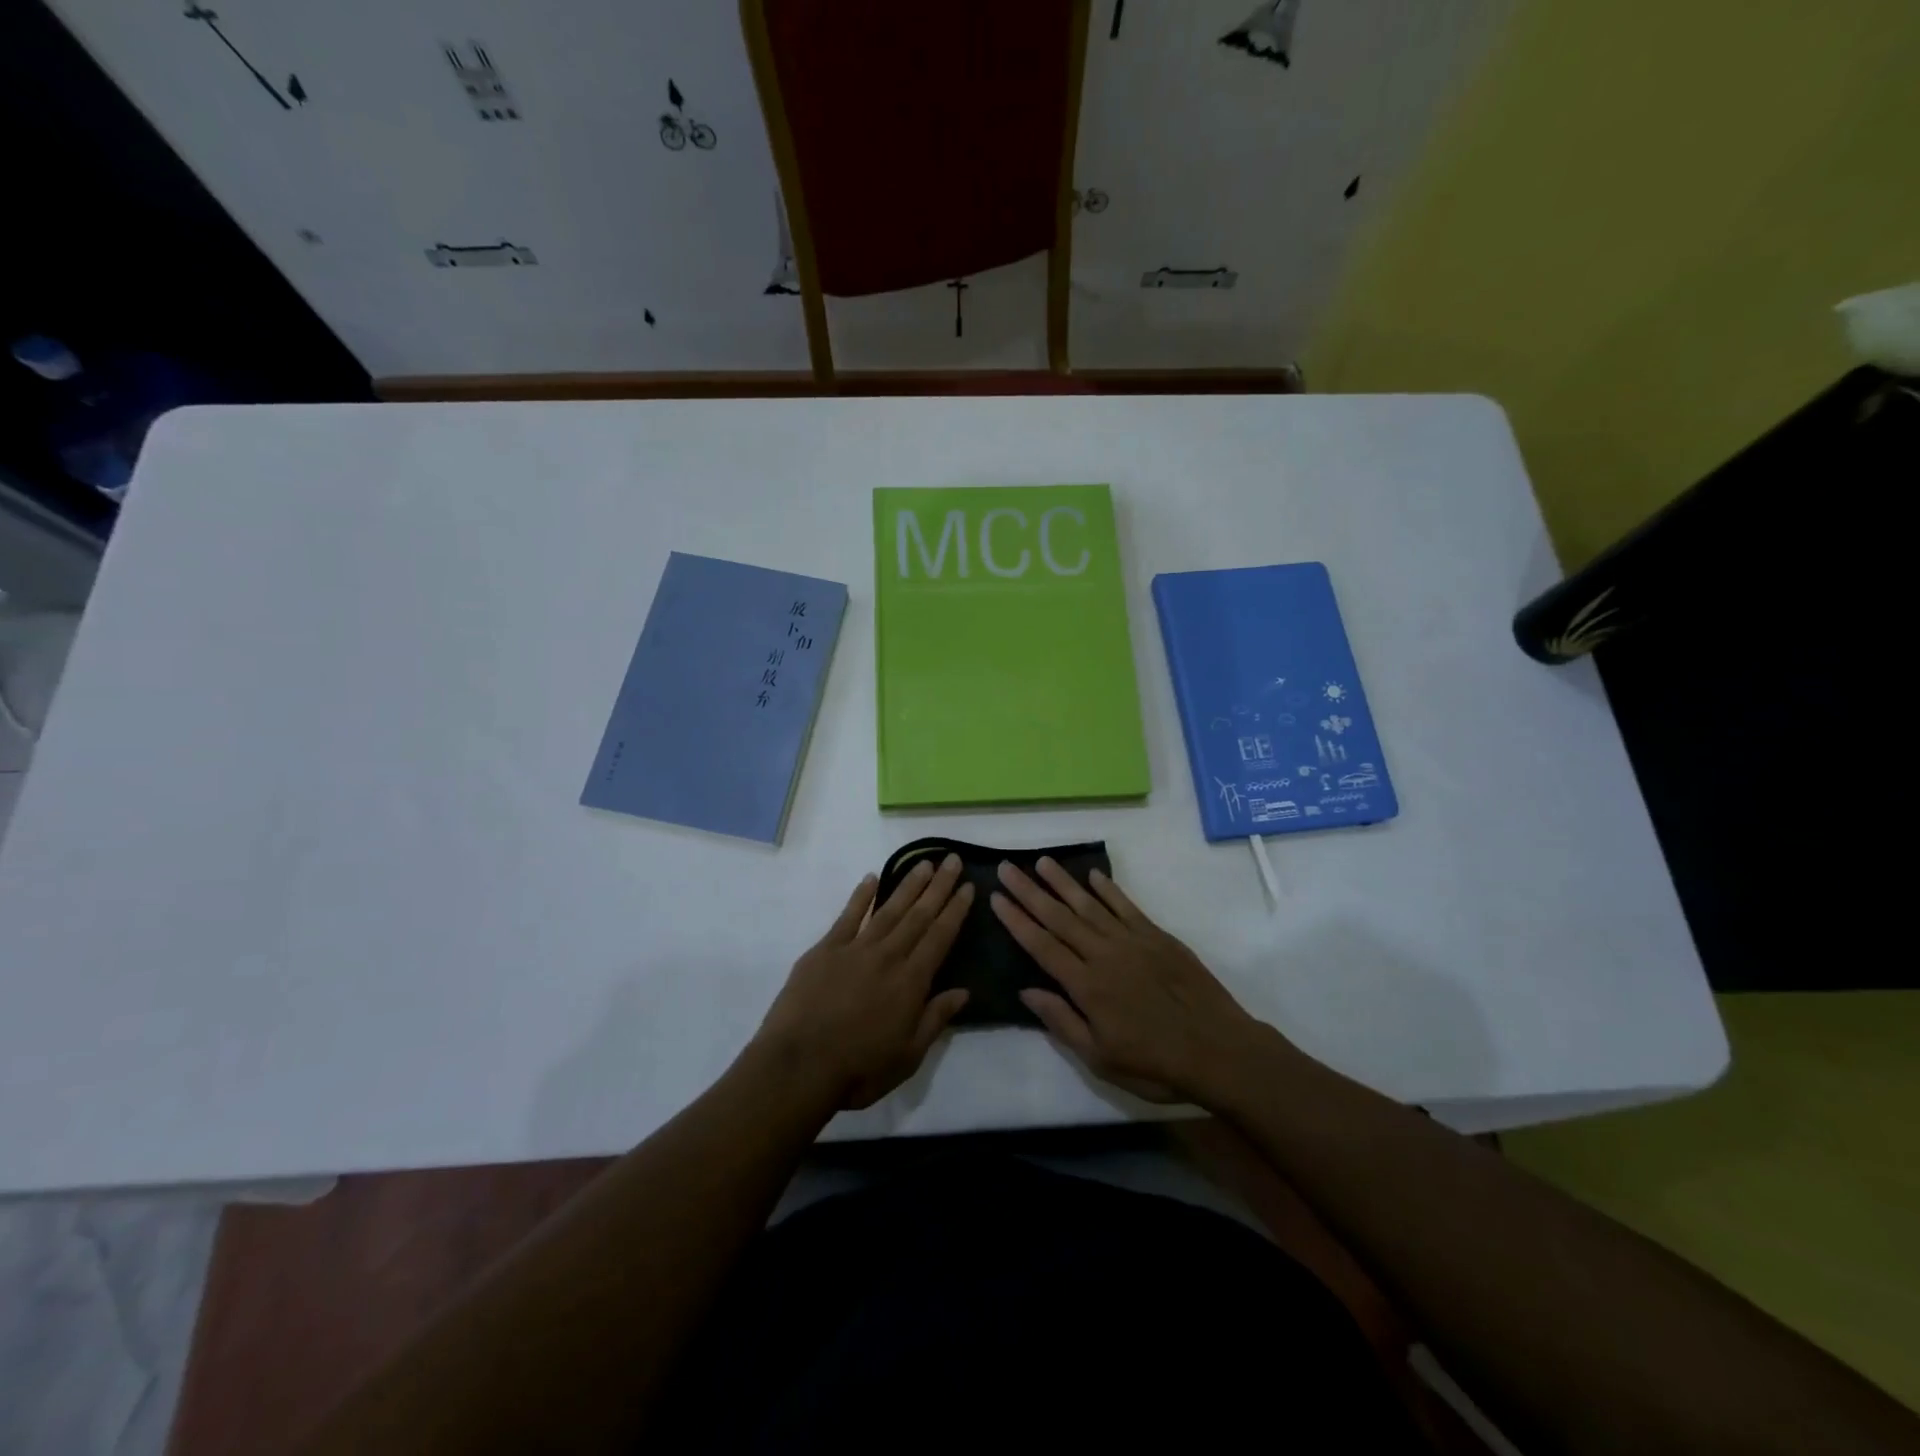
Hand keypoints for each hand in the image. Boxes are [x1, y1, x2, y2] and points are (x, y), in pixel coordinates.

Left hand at [756, 855, 972, 1109]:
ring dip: (908, 885)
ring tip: (924, 863)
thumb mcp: (908, 1056)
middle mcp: (888, 956)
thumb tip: (963, 991)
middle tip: (952, 860)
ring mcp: (855, 949)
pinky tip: (872, 878)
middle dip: (938, 887)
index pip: (940, 937)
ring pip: (888, 909)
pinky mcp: (825, 950)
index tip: (968, 886)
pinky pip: (848, 916)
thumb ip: (935, 1019)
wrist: (798, 1066)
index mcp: (911, 982)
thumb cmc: (858, 1069)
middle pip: (918, 915)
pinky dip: (862, 896)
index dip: (956, 910)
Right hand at [991, 859, 1265, 1103]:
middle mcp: (1105, 955)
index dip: (1017, 921)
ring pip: (1090, 905)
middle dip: (1030, 892)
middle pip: (1059, 917)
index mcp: (1087, 986)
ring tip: (1041, 861)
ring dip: (1063, 882)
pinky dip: (1108, 889)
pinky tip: (1093, 876)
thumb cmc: (1155, 1064)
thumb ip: (1062, 1022)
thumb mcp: (1100, 1059)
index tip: (996, 897)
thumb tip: (1026, 990)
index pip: (1042, 946)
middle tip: (1007, 868)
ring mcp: (1133, 941)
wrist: (1219, 1051)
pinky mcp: (1158, 937)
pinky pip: (1127, 906)